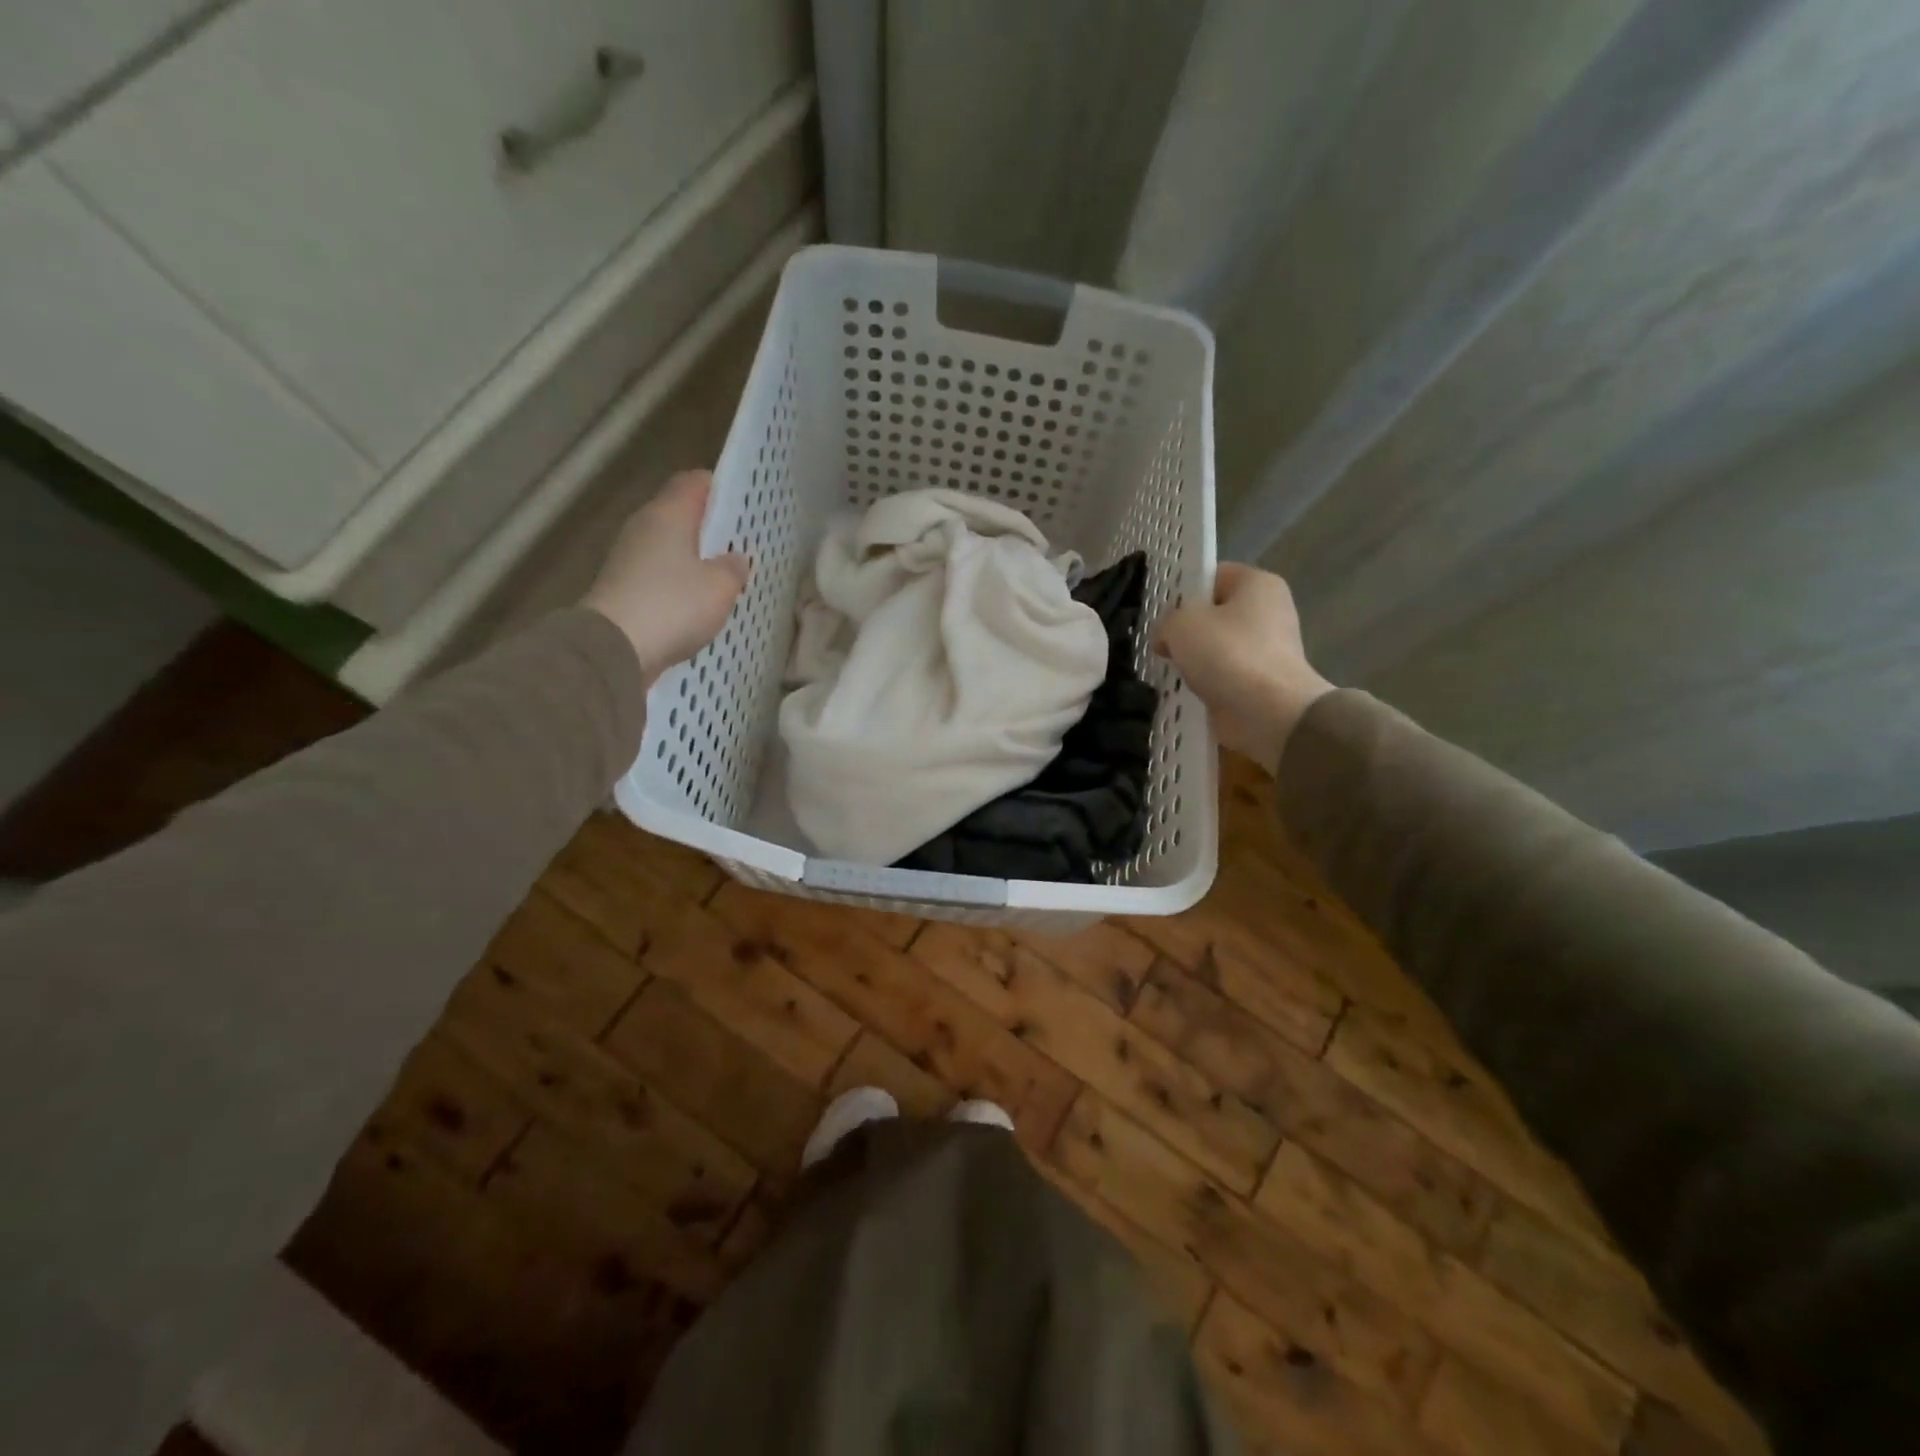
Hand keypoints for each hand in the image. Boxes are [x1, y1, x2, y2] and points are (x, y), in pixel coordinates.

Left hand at [582, 470, 748, 685]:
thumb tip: (735, 558)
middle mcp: (644, 527)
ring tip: (723, 575)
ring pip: (669, 546)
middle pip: (680, 514)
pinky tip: (698, 601)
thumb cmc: (673, 606)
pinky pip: (659, 575)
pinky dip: (678, 582)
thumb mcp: (720, 587)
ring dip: (694, 557)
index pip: (694, 482)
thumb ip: (733, 568)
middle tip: (740, 543)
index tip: (744, 504)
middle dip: (710, 527)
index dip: (720, 488)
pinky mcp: (623, 587)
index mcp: (668, 514)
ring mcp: (628, 557)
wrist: (615, 648)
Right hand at [1154, 563, 1334, 770]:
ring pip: (1216, 647)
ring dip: (1193, 660)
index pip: (1212, 575)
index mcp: (1257, 583)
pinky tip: (1185, 691)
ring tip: (1168, 669)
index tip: (1160, 613)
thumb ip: (1166, 622)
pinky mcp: (1260, 681)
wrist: (1269, 714)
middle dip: (1185, 629)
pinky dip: (1205, 684)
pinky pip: (1222, 675)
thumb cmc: (1228, 655)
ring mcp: (1267, 649)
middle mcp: (1268, 611)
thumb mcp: (1182, 624)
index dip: (1183, 591)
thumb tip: (1166, 639)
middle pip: (1213, 613)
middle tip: (1160, 643)